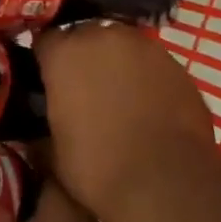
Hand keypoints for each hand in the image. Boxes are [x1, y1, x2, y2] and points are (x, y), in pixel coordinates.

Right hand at [33, 22, 214, 221]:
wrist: (168, 184)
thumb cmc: (99, 168)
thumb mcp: (55, 152)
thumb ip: (49, 122)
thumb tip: (46, 127)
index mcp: (65, 53)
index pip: (45, 41)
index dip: (46, 61)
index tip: (47, 80)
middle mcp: (103, 37)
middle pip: (85, 37)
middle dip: (82, 58)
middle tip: (84, 90)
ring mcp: (144, 46)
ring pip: (121, 46)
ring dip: (116, 64)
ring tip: (120, 97)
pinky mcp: (175, 63)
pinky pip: (150, 63)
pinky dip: (146, 77)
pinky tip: (149, 106)